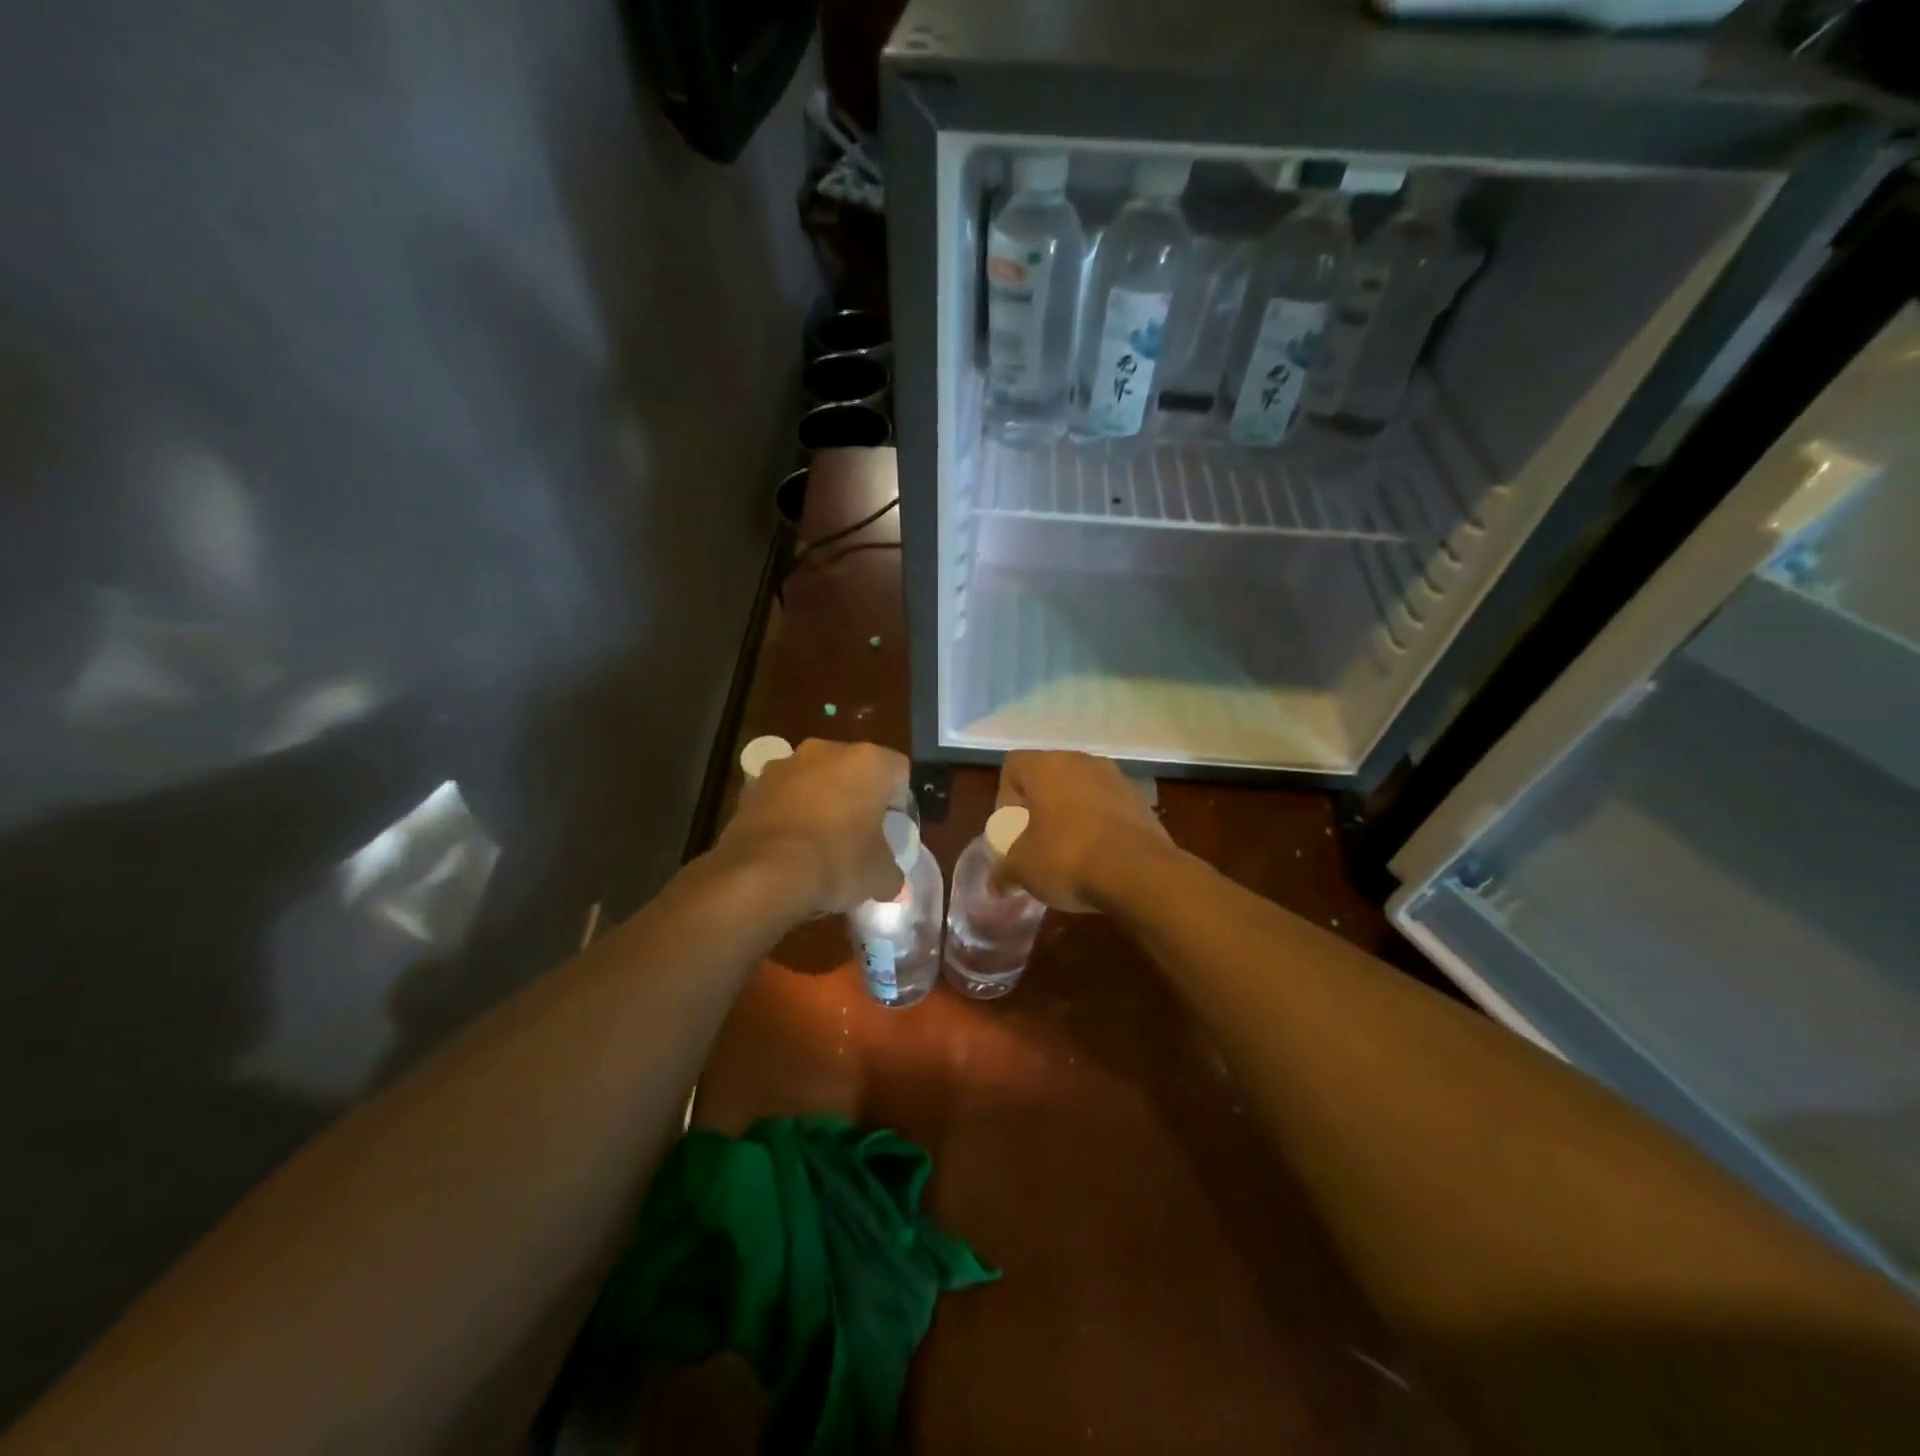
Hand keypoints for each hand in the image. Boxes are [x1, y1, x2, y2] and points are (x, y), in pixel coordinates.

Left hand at [716, 738, 908, 915]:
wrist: (764, 872)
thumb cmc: (837, 861)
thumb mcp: (880, 876)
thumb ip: (891, 872)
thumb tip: (890, 881)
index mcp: (868, 761)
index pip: (899, 771)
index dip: (900, 800)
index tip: (893, 828)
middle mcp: (827, 750)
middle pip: (853, 769)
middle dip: (857, 796)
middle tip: (859, 832)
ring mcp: (785, 765)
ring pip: (814, 779)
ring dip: (819, 801)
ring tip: (819, 841)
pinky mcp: (752, 786)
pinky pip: (781, 796)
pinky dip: (788, 813)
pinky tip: (789, 846)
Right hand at [993, 750, 1176, 912]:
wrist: (1139, 872)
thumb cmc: (1067, 858)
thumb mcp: (1022, 870)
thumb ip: (1004, 871)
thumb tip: (997, 884)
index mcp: (1046, 766)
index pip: (1013, 765)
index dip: (1006, 797)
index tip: (1013, 828)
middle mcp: (1082, 761)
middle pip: (1049, 776)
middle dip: (1040, 806)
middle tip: (1037, 840)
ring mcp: (1116, 778)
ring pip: (1081, 790)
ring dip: (1072, 814)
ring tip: (1070, 851)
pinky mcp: (1141, 800)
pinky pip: (1109, 806)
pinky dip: (1100, 825)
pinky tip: (1100, 857)